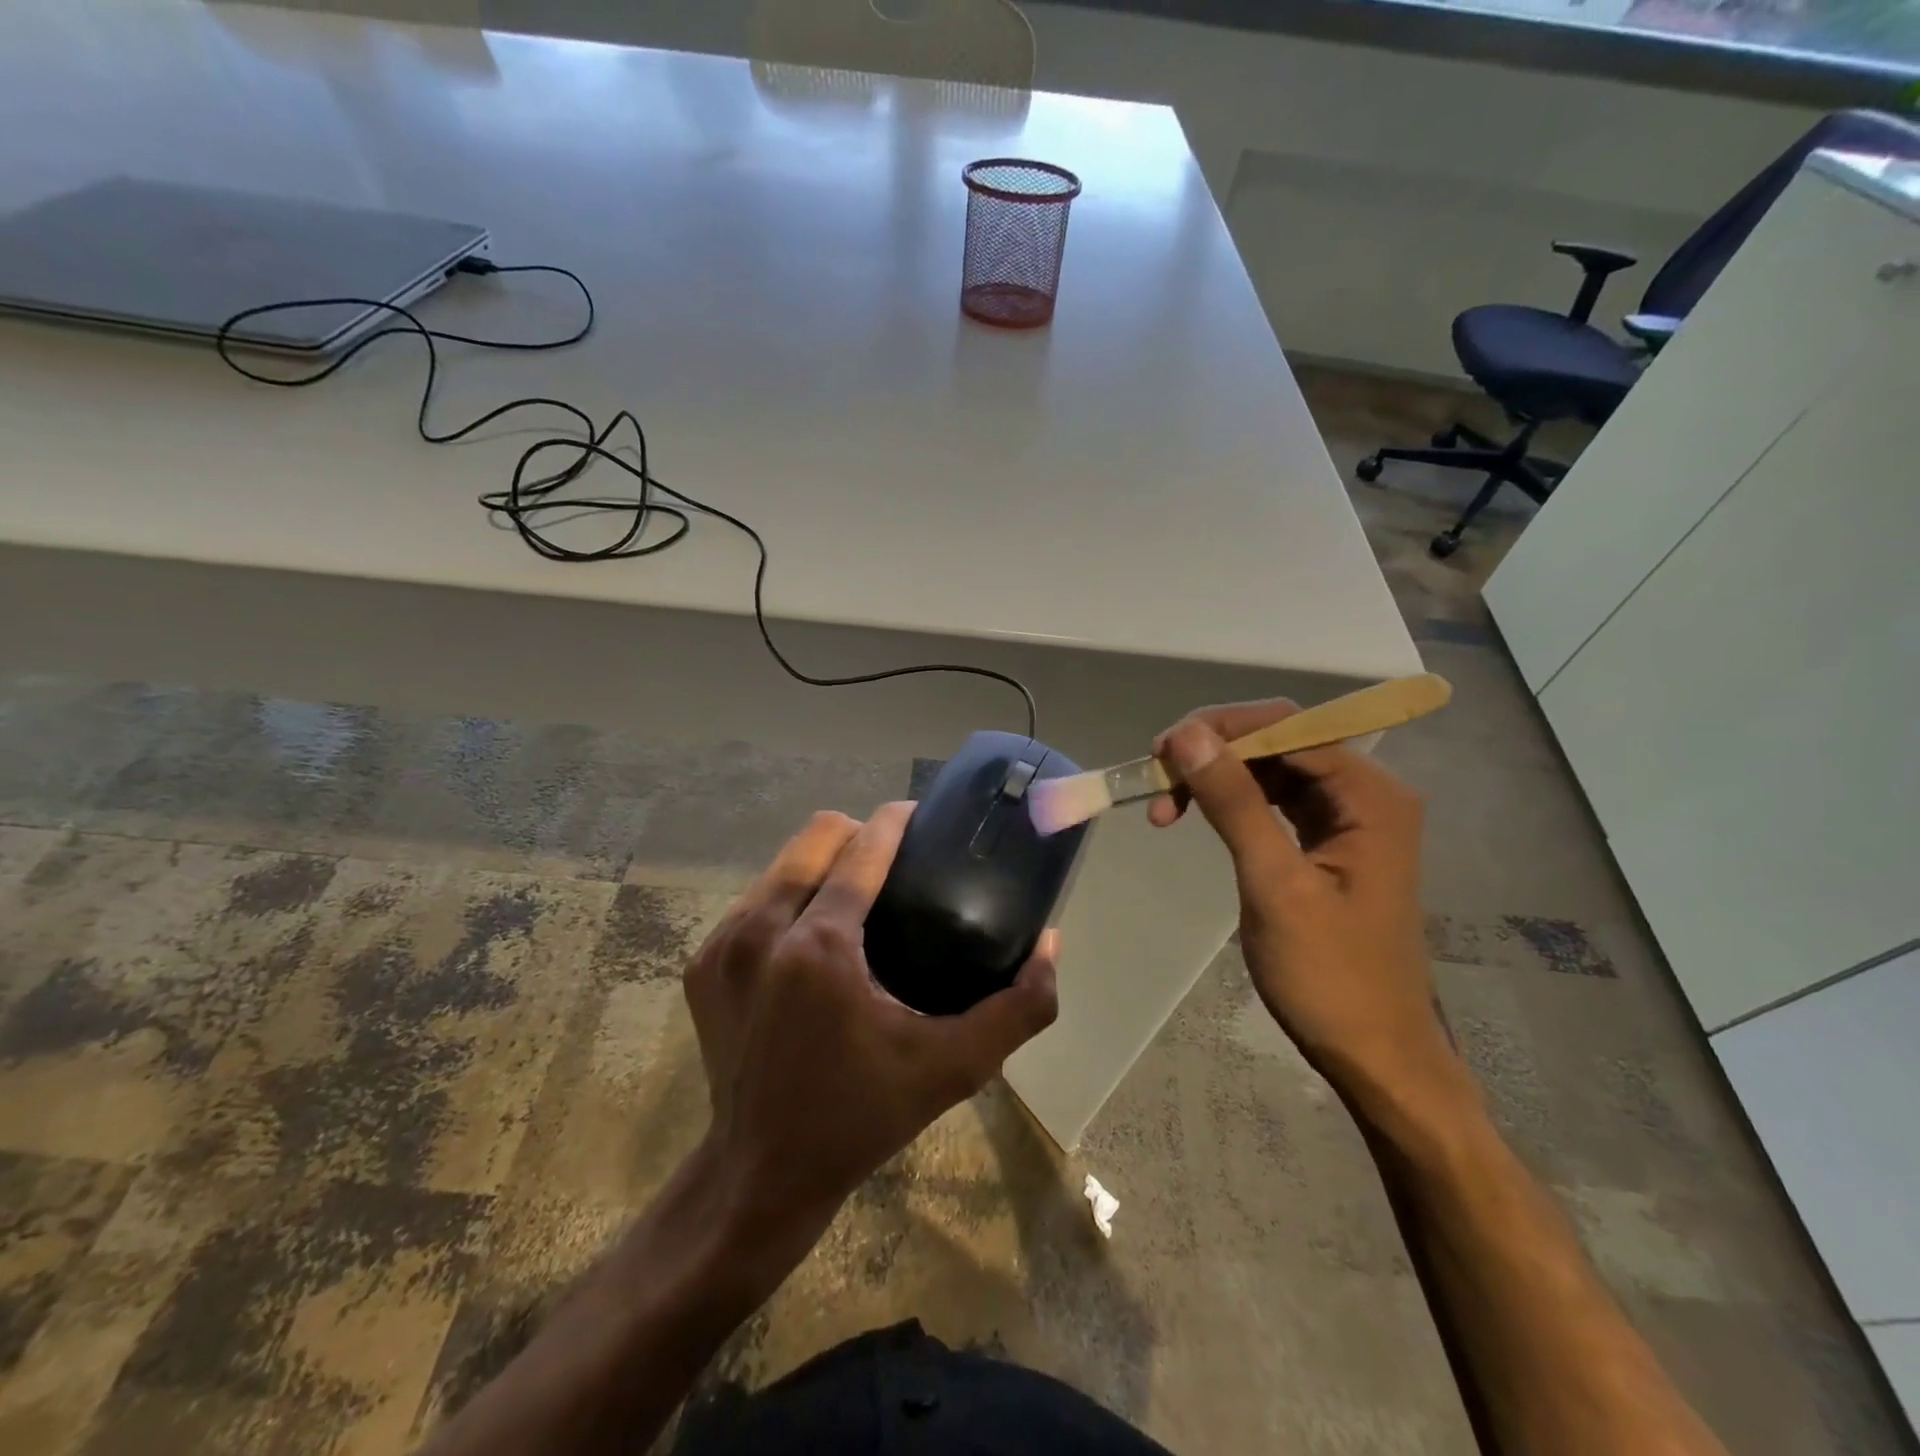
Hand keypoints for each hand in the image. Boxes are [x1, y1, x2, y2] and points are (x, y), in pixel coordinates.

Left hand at [683, 805, 1058, 1256]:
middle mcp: (761, 932)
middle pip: (816, 835)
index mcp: (820, 948)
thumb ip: (1017, 1008)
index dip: (896, 820)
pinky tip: (813, 932)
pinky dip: (789, 898)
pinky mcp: (702, 963)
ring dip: (822, 863)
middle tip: (895, 863)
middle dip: (859, 834)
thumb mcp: (953, 1068)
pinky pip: (754, 900)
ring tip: (857, 893)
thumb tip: (1049, 943)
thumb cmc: (862, 1117)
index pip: (861, 848)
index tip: (923, 816)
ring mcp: (723, 946)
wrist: (760, 1175)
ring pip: (782, 863)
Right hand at [1150, 702, 1457, 1105]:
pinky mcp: (1327, 841)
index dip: (1221, 729)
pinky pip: (1273, 800)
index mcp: (1370, 795)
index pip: (1288, 727)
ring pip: (1270, 768)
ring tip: (1165, 806)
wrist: (1375, 1053)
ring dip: (1215, 777)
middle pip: (1279, 741)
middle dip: (1214, 751)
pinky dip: (1230, 802)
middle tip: (1157, 776)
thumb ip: (1234, 802)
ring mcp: (1347, 818)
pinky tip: (1195, 815)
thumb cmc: (1330, 976)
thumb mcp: (1274, 884)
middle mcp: (1365, 793)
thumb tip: (1188, 734)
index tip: (1162, 752)